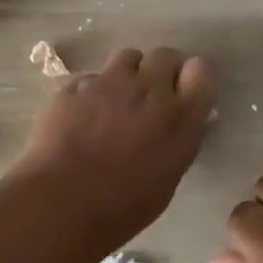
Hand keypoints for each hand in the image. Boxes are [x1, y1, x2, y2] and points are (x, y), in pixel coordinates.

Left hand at [0, 46, 217, 257]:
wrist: (60, 204)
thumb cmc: (121, 208)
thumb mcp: (166, 180)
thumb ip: (176, 143)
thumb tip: (178, 126)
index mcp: (180, 117)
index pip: (201, 70)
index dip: (193, 78)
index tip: (185, 93)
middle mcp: (149, 90)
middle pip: (165, 55)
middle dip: (161, 69)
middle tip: (151, 95)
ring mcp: (109, 83)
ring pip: (128, 56)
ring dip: (129, 72)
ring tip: (118, 99)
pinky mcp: (75, 86)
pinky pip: (91, 78)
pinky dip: (92, 91)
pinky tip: (83, 115)